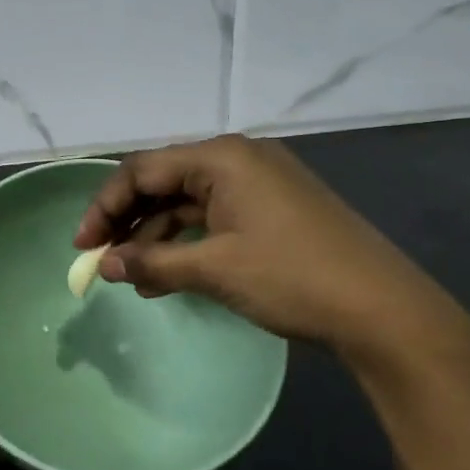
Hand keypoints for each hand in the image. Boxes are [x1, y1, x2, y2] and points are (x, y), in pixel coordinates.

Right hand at [73, 135, 469, 362]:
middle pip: (164, 182)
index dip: (105, 206)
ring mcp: (260, 184)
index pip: (143, 170)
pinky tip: (168, 276)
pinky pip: (215, 218)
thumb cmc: (292, 277)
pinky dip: (188, 244)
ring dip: (156, 237)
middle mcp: (239, 159)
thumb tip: (105, 267)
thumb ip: (152, 263)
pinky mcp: (274, 210)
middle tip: (102, 260)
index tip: (82, 246)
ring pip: (188, 203)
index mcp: (222, 157)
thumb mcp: (214, 270)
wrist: (387, 312)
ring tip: (133, 278)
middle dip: (128, 222)